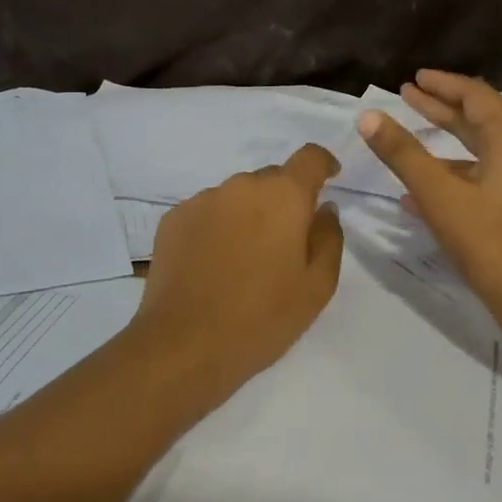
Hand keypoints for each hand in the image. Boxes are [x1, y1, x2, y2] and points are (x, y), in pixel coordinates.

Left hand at [131, 144, 345, 399]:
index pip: (309, 157)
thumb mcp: (317, 286)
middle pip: (272, 179)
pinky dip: (217, 227)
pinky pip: (207, 212)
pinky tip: (214, 264)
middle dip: (284, 201)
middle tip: (285, 243)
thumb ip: (329, 237)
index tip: (329, 179)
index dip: (323, 164)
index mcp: (283, 196)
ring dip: (248, 214)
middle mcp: (241, 186)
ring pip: (237, 196)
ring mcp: (202, 200)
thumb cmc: (262, 317)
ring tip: (245, 259)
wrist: (184, 344)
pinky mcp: (173, 219)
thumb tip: (324, 209)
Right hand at [357, 71, 501, 364]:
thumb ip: (403, 155)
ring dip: (444, 142)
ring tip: (407, 139)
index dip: (444, 84)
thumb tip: (369, 116)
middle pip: (478, 120)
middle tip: (407, 95)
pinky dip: (451, 175)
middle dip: (441, 108)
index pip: (476, 96)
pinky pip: (480, 179)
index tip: (414, 78)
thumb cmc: (491, 243)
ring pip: (478, 152)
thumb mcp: (439, 196)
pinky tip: (416, 194)